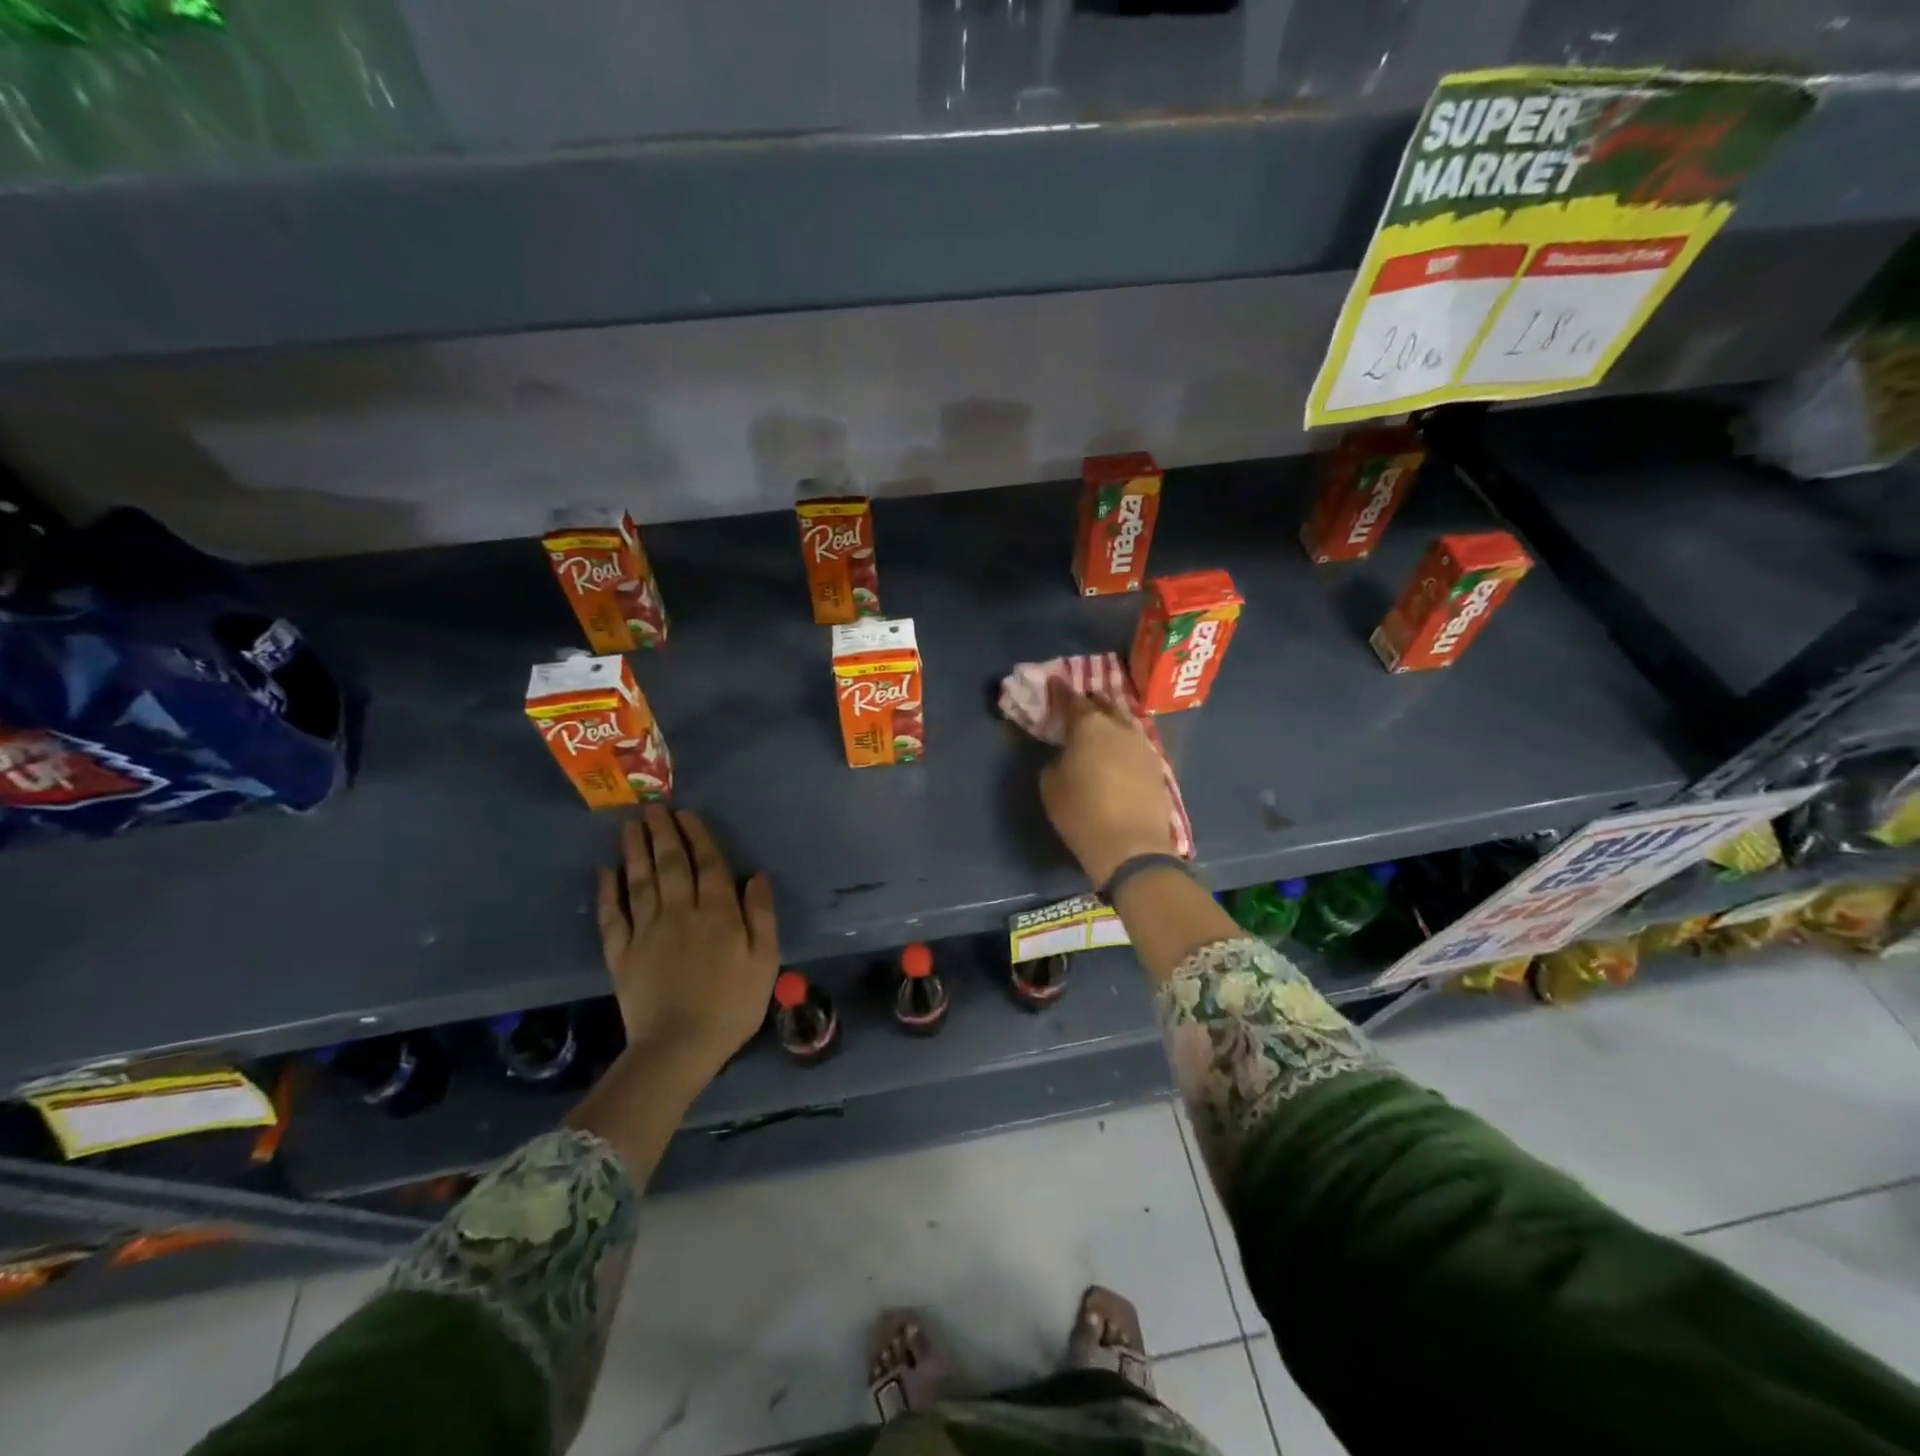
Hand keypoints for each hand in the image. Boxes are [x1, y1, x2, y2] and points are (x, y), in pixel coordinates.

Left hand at [596, 805, 779, 1076]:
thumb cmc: (732, 1005)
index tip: (686, 813)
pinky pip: (612, 916)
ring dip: (635, 851)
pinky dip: (607, 892)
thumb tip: (756, 875)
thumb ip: (761, 915)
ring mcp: (646, 932)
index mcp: (717, 913)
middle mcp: (680, 913)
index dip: (697, 836)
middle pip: (670, 865)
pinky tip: (605, 871)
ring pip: (640, 882)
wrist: (679, 1048)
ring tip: (630, 825)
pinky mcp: (622, 954)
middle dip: (663, 833)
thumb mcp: (764, 961)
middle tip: (653, 806)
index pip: (708, 865)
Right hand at [1039, 682, 1175, 888]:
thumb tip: (1068, 756)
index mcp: (1089, 726)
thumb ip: (1057, 761)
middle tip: (1083, 700)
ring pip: (1127, 721)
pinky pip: (1138, 742)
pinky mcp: (1157, 767)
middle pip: (1106, 705)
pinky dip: (1126, 740)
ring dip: (1115, 717)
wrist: (1130, 846)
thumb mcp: (1051, 785)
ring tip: (1106, 719)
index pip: (1073, 700)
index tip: (1056, 682)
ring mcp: (1143, 746)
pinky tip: (1122, 747)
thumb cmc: (1081, 812)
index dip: (1062, 691)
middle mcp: (1119, 728)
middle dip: (1093, 700)